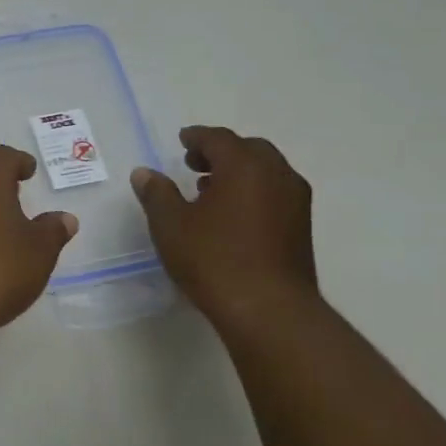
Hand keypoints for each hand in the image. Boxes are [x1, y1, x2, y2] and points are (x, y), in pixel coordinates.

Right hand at [131, 126, 317, 332]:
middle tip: (194, 164)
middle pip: (249, 149)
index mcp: (244, 166)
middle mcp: (276, 175)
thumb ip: (157, 193)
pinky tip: (231, 214)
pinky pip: (274, 193)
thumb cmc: (213, 259)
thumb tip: (144, 173)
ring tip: (209, 189)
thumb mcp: (171, 225)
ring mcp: (295, 201)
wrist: (268, 308)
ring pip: (266, 171)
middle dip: (220, 152)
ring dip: (238, 172)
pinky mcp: (300, 226)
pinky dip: (252, 191)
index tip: (181, 140)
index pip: (219, 138)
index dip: (197, 137)